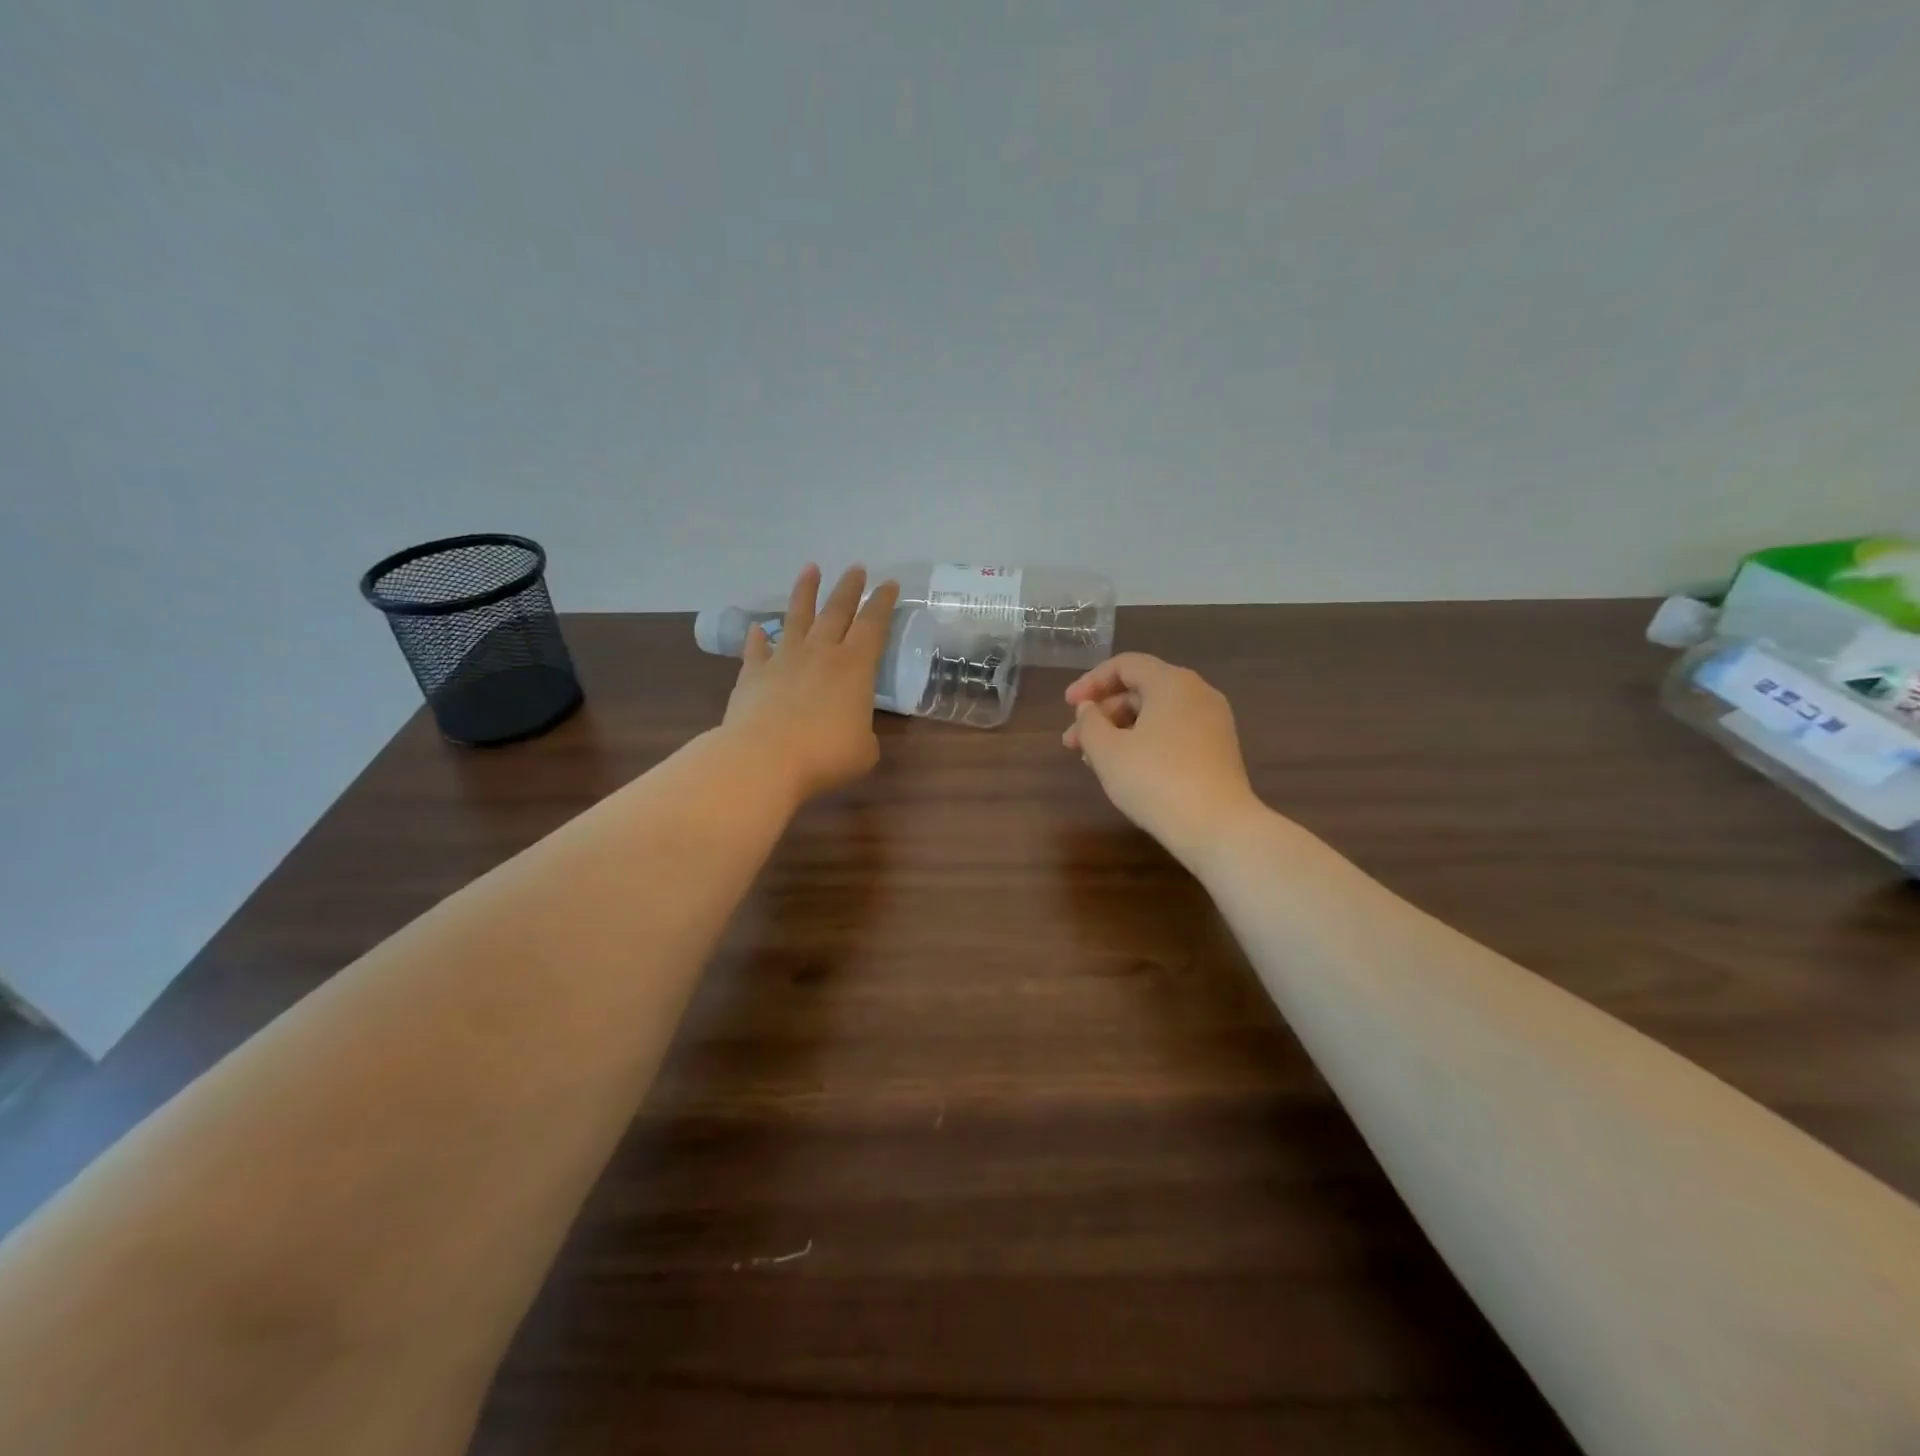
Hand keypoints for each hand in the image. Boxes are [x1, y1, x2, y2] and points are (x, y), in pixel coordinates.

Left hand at [722, 565, 899, 802]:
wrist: (764, 759)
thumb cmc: (824, 755)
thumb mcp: (863, 751)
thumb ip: (863, 735)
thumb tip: (853, 732)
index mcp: (855, 667)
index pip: (873, 624)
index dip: (882, 603)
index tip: (888, 584)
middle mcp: (820, 653)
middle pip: (837, 610)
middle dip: (849, 587)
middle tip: (856, 567)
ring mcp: (784, 659)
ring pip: (796, 617)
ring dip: (805, 592)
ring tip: (810, 569)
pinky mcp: (753, 674)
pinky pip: (756, 650)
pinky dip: (757, 638)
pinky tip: (756, 629)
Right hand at [1064, 654, 1263, 865]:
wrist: (1217, 827)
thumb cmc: (1155, 780)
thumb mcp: (1107, 751)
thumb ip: (1089, 722)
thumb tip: (1089, 709)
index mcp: (1172, 682)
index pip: (1125, 665)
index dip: (1091, 682)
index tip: (1068, 706)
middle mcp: (1197, 694)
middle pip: (1140, 690)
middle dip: (1102, 713)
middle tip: (1073, 741)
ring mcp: (1213, 723)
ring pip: (1156, 715)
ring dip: (1120, 731)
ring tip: (1093, 760)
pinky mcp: (1218, 751)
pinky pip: (1173, 734)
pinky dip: (1144, 743)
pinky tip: (1125, 770)